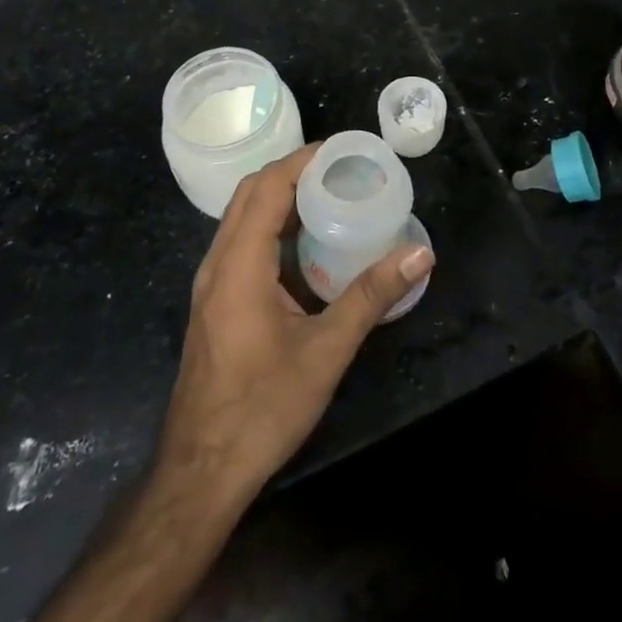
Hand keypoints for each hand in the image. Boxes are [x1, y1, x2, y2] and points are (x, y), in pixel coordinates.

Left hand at [157, 144, 434, 506]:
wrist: (201, 471)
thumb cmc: (263, 408)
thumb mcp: (326, 351)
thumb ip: (371, 297)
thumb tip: (419, 253)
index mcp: (239, 265)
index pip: (266, 188)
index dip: (301, 161)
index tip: (342, 150)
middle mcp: (217, 264)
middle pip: (250, 195)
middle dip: (293, 172)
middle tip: (341, 170)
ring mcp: (211, 285)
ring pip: (242, 219)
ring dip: (281, 199)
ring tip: (330, 196)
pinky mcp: (215, 303)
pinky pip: (241, 243)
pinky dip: (272, 227)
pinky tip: (307, 245)